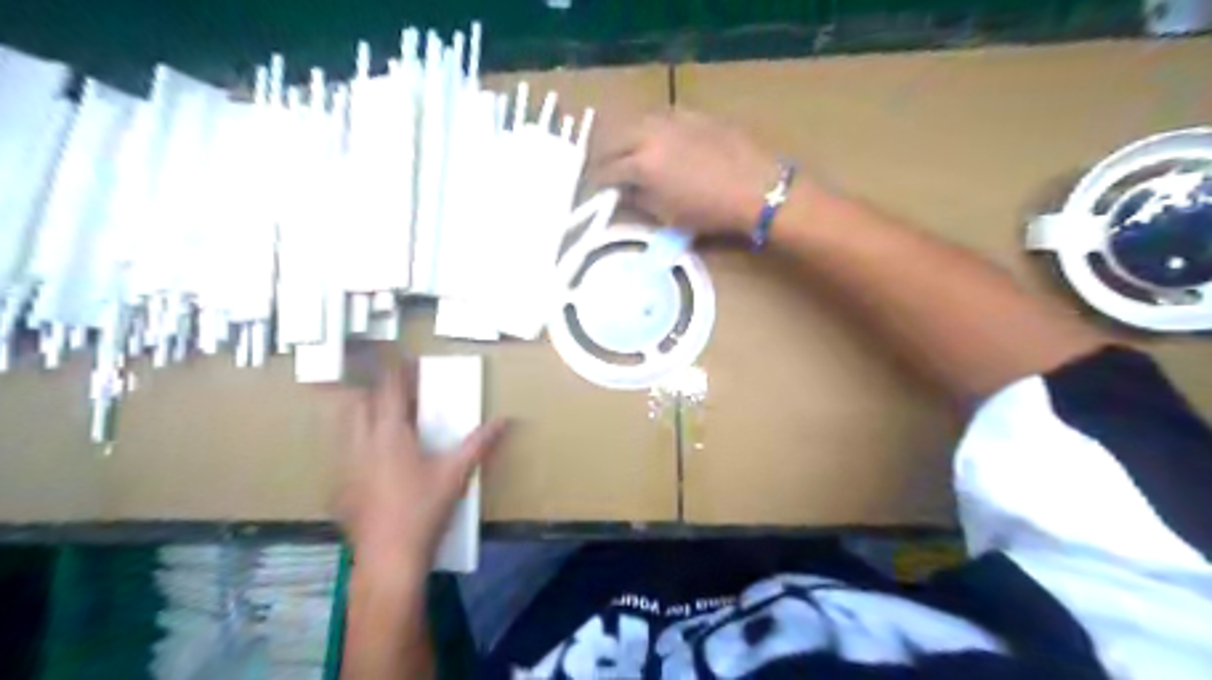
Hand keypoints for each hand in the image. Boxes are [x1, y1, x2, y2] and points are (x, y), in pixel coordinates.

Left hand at [335, 365, 506, 575]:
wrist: (389, 558)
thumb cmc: (425, 509)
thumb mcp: (456, 473)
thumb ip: (479, 443)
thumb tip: (504, 420)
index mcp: (390, 434)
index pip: (390, 391)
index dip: (397, 372)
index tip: (405, 360)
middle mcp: (361, 443)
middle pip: (358, 402)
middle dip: (374, 390)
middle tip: (396, 392)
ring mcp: (346, 466)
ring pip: (345, 426)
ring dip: (361, 413)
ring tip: (382, 418)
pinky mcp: (340, 487)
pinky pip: (343, 452)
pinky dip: (355, 443)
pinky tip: (372, 460)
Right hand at [593, 108, 779, 239]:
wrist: (757, 187)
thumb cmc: (711, 211)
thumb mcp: (668, 216)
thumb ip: (639, 200)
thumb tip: (623, 191)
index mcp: (642, 165)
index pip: (606, 170)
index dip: (597, 182)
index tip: (596, 190)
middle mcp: (650, 135)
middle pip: (612, 138)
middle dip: (604, 155)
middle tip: (605, 169)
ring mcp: (671, 119)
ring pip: (634, 121)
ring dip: (624, 137)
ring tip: (626, 152)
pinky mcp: (691, 113)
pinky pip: (659, 116)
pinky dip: (649, 128)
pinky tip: (655, 139)